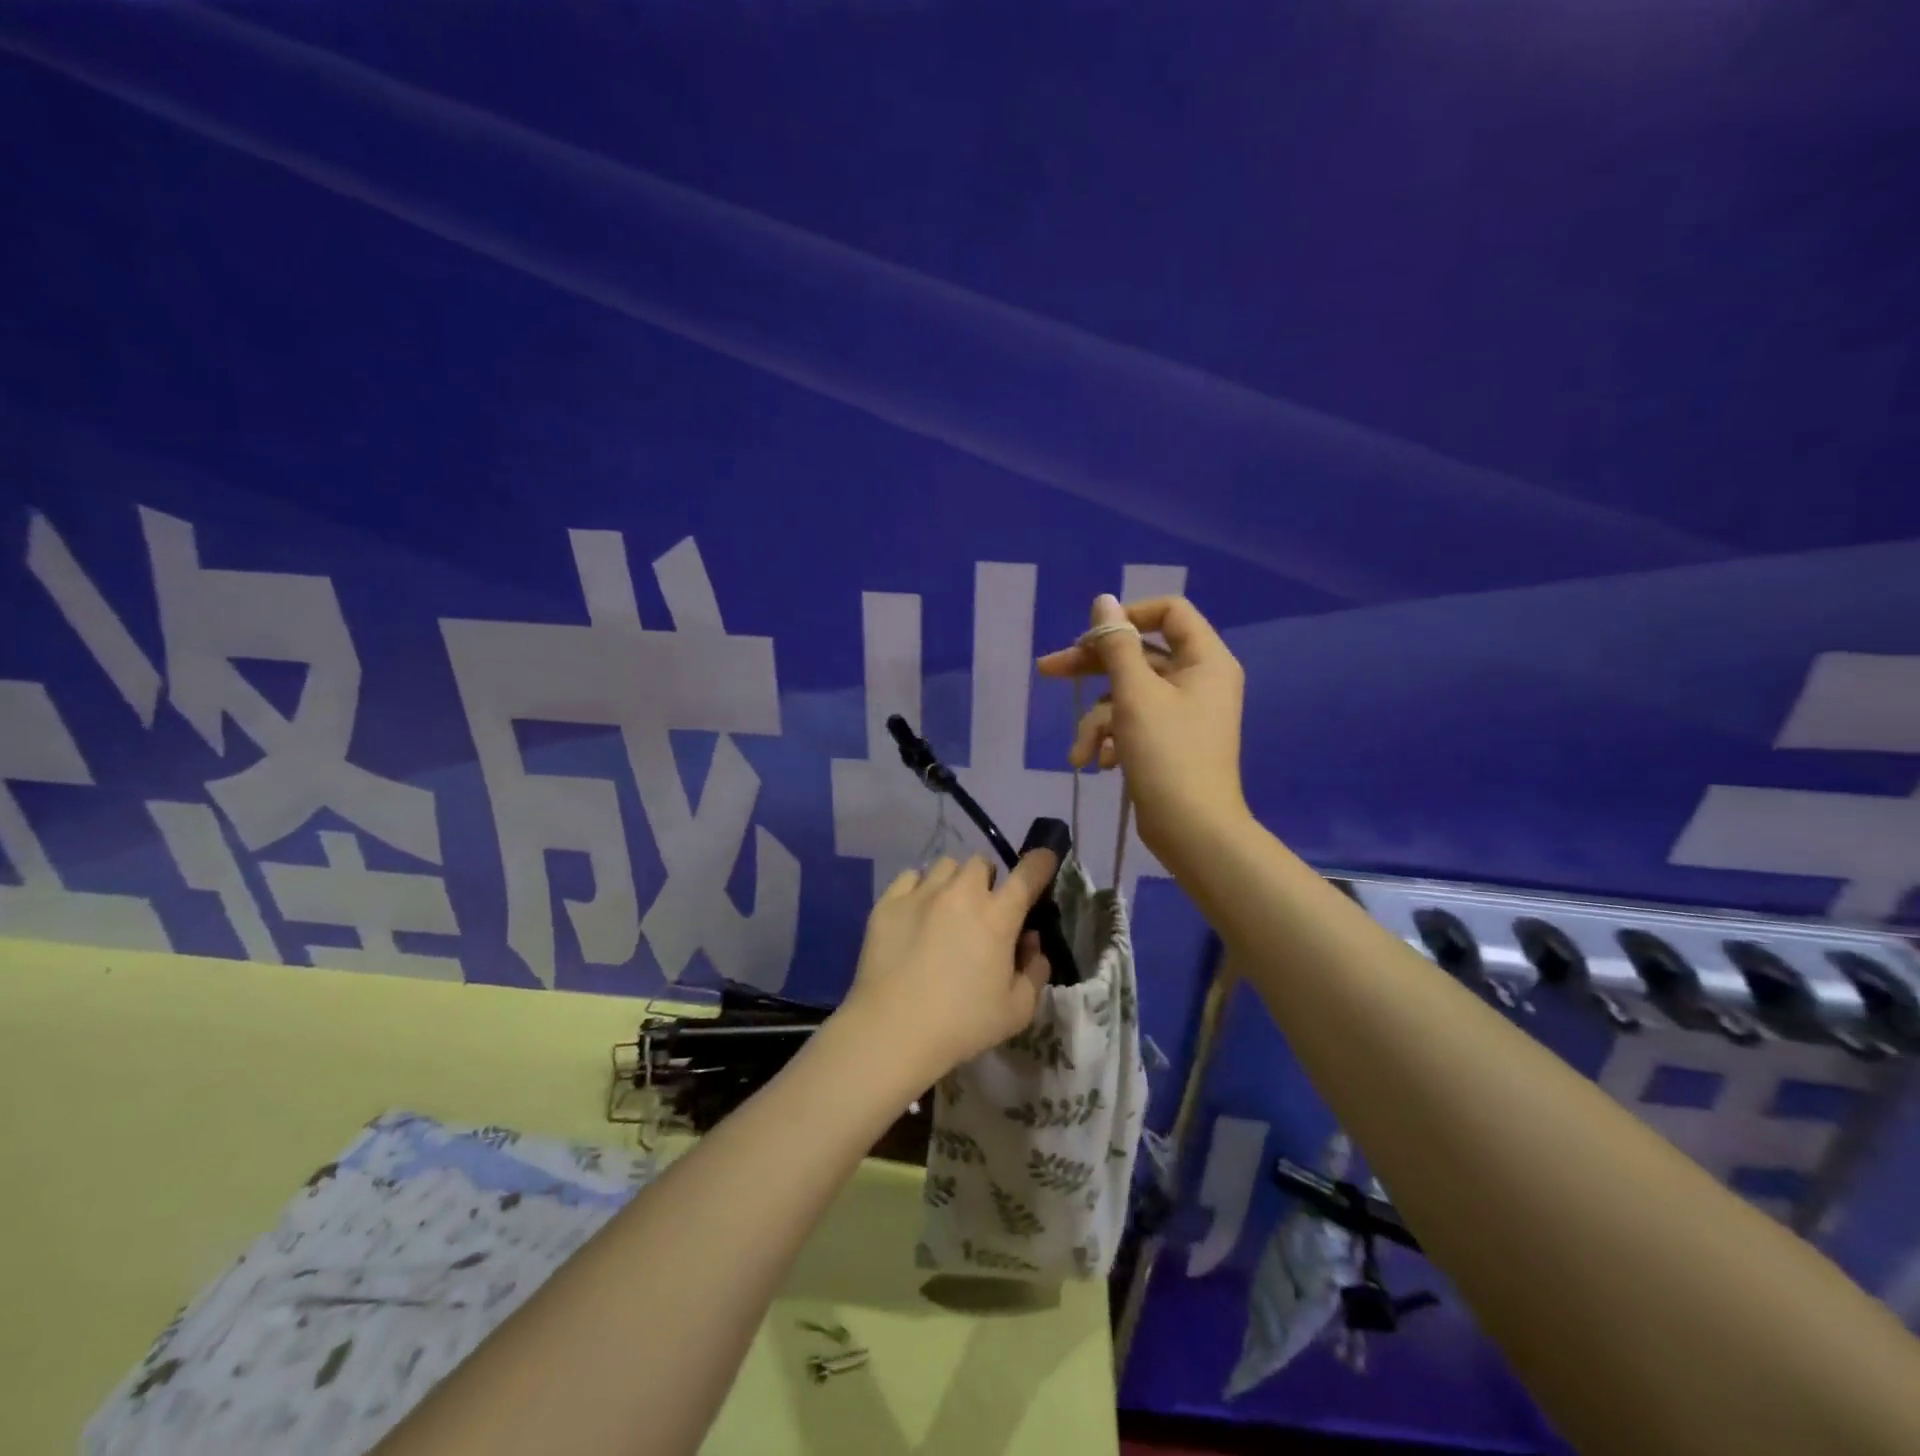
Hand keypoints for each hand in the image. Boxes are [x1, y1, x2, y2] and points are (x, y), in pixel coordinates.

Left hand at [839, 851, 1059, 1081]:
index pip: (1027, 874)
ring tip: (947, 908)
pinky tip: (917, 912)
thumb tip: (1031, 943)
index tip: (1044, 860)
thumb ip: (1034, 971)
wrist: (893, 1031)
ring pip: (946, 866)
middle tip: (984, 909)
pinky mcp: (888, 903)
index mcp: (997, 917)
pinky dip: (920, 887)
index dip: (1040, 863)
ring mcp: (921, 894)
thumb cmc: (962, 1024)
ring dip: (954, 881)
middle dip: (988, 881)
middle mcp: (961, 894)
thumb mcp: (1018, 1010)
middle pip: (981, 864)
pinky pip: (910, 877)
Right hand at [1036, 593, 1248, 866]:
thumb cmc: (1167, 754)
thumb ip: (1116, 644)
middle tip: (1048, 671)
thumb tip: (1103, 600)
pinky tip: (1099, 763)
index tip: (1092, 636)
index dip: (1127, 617)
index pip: (1168, 612)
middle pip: (1138, 655)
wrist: (1192, 830)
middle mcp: (1198, 680)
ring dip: (1098, 721)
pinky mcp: (1168, 741)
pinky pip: (1133, 723)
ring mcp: (1183, 713)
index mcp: (1205, 660)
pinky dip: (1112, 740)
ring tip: (1083, 752)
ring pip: (1128, 695)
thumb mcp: (1135, 694)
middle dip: (1092, 669)